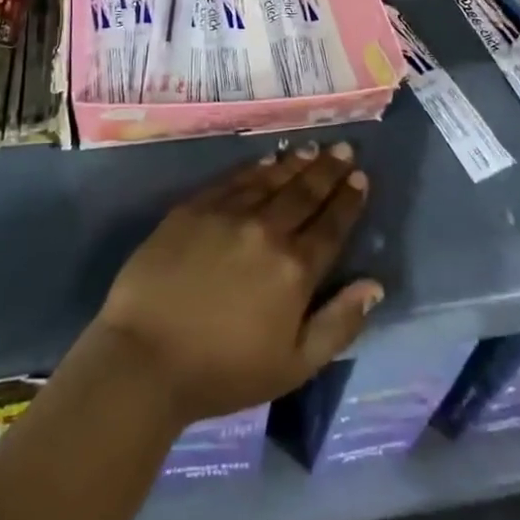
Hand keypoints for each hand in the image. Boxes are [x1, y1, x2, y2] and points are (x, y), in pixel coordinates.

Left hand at [90, 142, 382, 424]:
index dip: (348, 200)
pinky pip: (234, 179)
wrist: (145, 356)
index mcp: (295, 269)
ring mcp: (227, 213)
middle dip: (328, 169)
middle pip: (304, 192)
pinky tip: (267, 159)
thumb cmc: (223, 372)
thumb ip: (339, 324)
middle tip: (344, 148)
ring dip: (296, 162)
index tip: (360, 177)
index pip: (331, 225)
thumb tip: (374, 285)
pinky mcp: (194, 207)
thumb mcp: (294, 366)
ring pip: (271, 179)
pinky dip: (255, 167)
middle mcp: (266, 230)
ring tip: (313, 148)